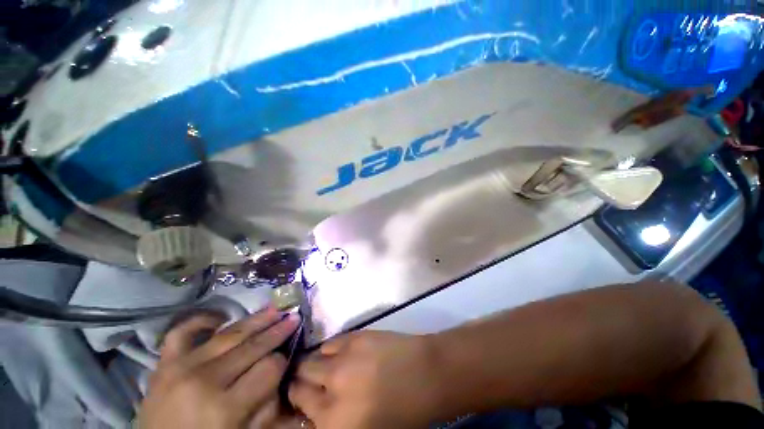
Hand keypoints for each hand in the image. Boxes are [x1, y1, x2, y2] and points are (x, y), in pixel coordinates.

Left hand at [139, 307, 302, 428]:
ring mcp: (181, 368)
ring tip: (275, 309)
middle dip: (278, 330)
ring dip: (257, 319)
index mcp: (225, 408)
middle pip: (252, 346)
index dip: (282, 361)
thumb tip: (280, 373)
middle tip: (294, 317)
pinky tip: (221, 317)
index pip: (269, 369)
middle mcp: (204, 381)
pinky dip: (202, 320)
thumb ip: (267, 406)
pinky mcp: (164, 364)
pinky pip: (182, 332)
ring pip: (229, 334)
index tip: (287, 357)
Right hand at [289, 331, 440, 428]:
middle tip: (310, 380)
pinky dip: (331, 349)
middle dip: (301, 382)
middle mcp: (331, 392)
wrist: (425, 375)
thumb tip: (316, 408)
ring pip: (311, 359)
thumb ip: (334, 420)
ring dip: (315, 363)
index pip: (298, 409)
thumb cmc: (401, 412)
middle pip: (299, 382)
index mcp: (333, 424)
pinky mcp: (355, 337)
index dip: (297, 401)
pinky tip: (341, 352)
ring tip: (325, 365)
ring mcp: (342, 360)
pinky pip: (331, 342)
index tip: (300, 397)